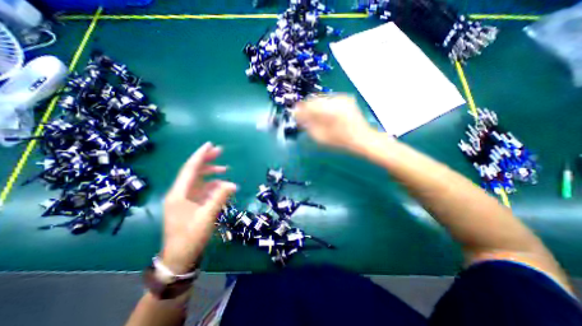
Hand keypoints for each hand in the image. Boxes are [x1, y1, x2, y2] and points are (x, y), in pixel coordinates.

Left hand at [161, 141, 235, 271]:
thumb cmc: (190, 237)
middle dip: (206, 161)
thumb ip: (220, 198)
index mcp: (179, 194)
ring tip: (225, 169)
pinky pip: (203, 190)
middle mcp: (180, 193)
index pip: (190, 169)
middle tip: (220, 152)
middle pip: (194, 172)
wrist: (180, 258)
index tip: (210, 145)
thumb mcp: (207, 216)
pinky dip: (213, 186)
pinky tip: (222, 186)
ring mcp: (185, 199)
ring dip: (212, 174)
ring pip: (199, 180)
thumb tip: (233, 184)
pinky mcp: (191, 205)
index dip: (200, 156)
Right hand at [296, 95, 372, 149]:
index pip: (308, 105)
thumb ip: (308, 125)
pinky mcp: (345, 99)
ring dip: (315, 107)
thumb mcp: (321, 136)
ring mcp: (342, 98)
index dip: (300, 110)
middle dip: (307, 108)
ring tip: (314, 117)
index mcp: (329, 110)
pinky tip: (324, 115)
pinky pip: (329, 100)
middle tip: (304, 117)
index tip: (295, 114)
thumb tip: (298, 115)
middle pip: (314, 100)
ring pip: (321, 99)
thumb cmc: (341, 141)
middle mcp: (336, 100)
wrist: (362, 138)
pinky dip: (323, 106)